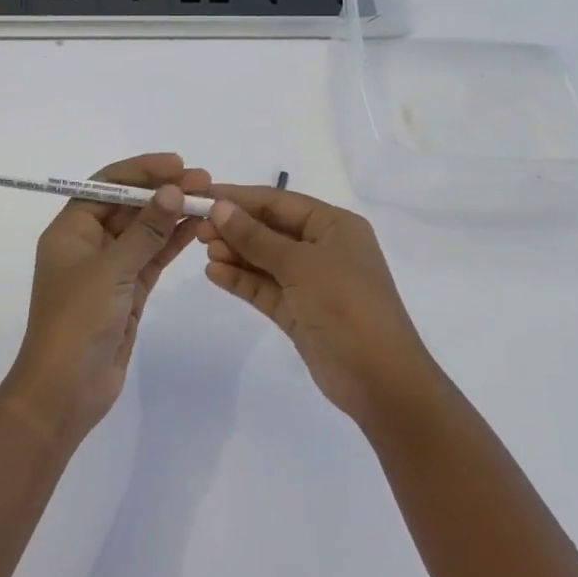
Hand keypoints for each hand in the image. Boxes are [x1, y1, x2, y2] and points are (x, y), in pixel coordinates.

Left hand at [5, 153, 210, 443]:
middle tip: (204, 180)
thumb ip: (146, 230)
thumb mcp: (111, 270)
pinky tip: (198, 227)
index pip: (107, 185)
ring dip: (173, 214)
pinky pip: (153, 257)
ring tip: (210, 198)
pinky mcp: (128, 291)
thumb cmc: (77, 321)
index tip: (177, 164)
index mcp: (70, 230)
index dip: (141, 171)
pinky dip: (173, 242)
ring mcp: (110, 268)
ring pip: (145, 231)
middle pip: (129, 206)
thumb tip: (174, 190)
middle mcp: (89, 243)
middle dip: (164, 190)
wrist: (65, 391)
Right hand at [201, 187, 437, 425]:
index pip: (279, 202)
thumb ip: (257, 237)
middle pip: (270, 228)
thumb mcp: (301, 264)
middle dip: (235, 226)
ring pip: (265, 259)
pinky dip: (241, 280)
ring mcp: (311, 282)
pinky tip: (214, 273)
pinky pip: (264, 288)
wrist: (380, 381)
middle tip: (196, 227)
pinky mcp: (299, 312)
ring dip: (235, 252)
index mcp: (334, 226)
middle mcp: (323, 248)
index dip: (241, 197)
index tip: (203, 195)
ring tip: (203, 249)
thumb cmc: (346, 305)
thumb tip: (220, 208)